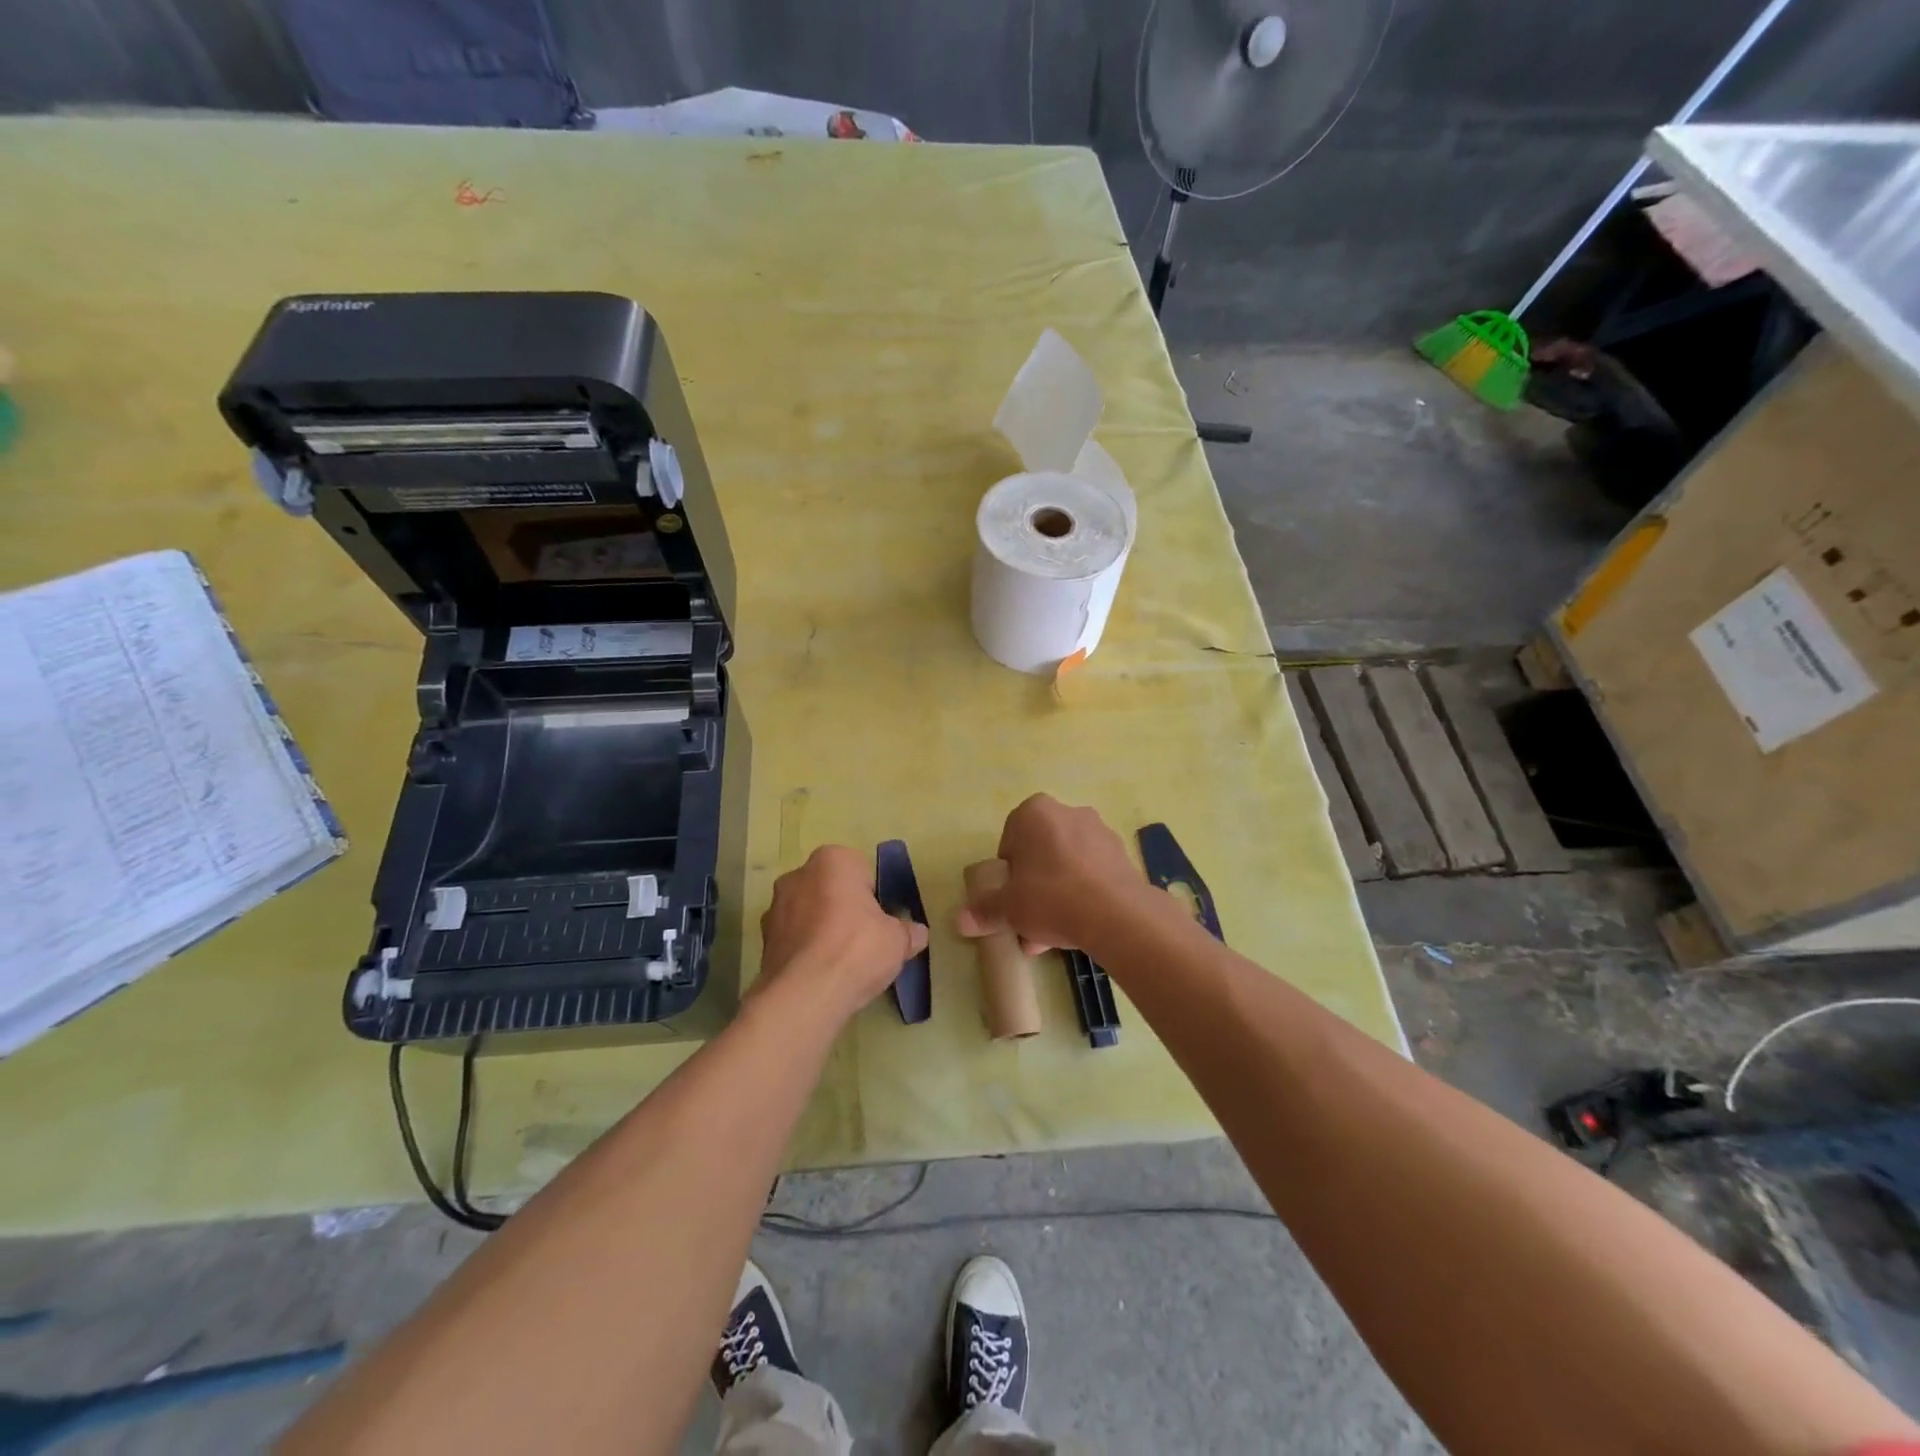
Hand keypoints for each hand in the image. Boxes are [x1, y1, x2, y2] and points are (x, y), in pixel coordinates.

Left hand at [758, 845, 927, 1016]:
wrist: (806, 994)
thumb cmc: (857, 949)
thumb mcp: (898, 940)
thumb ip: (909, 932)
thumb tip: (917, 934)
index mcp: (833, 860)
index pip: (861, 870)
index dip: (874, 896)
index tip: (881, 921)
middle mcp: (798, 875)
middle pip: (831, 889)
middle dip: (845, 909)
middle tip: (864, 940)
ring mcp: (775, 907)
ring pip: (809, 913)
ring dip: (822, 929)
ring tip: (842, 963)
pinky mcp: (763, 939)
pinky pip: (794, 938)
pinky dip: (806, 950)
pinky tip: (821, 975)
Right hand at [956, 795, 1156, 953]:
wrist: (1116, 914)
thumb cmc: (1051, 897)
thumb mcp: (1008, 908)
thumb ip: (984, 910)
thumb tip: (962, 920)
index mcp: (1034, 812)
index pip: (1010, 840)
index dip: (1007, 873)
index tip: (1009, 898)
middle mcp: (1068, 812)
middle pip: (1040, 853)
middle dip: (1032, 886)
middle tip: (1028, 920)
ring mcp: (1099, 832)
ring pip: (1066, 865)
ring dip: (1056, 895)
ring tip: (1051, 935)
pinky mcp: (1122, 855)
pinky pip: (1091, 874)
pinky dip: (1082, 895)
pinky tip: (1077, 928)